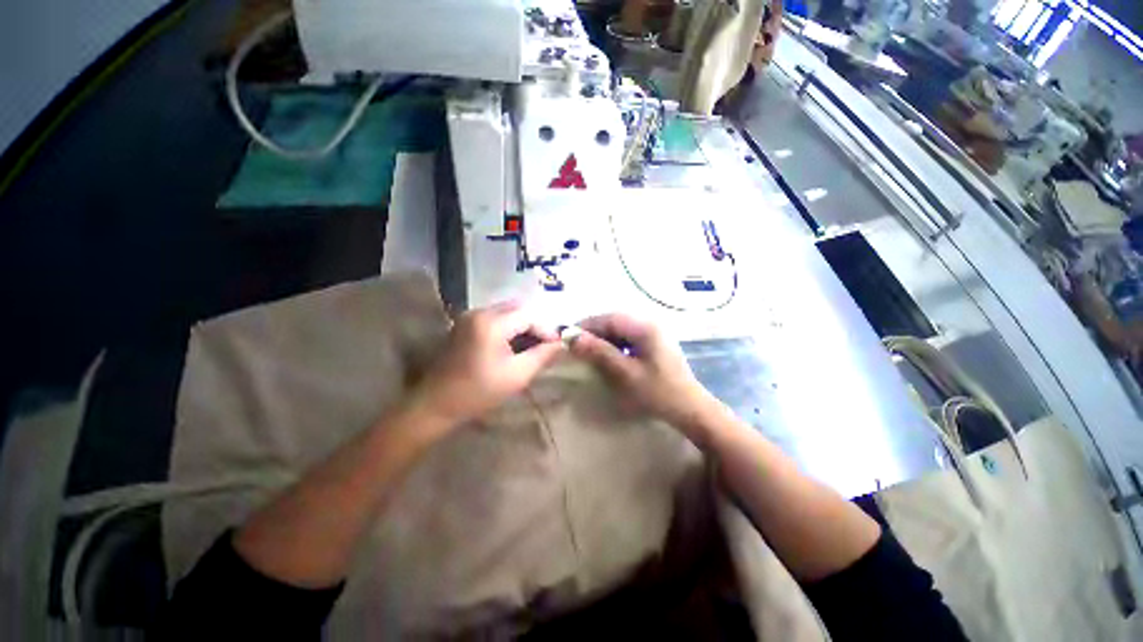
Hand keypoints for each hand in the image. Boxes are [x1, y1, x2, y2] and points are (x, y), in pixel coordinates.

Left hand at [408, 302, 564, 427]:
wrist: (436, 404)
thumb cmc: (478, 392)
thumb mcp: (517, 376)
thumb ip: (542, 356)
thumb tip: (561, 344)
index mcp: (491, 323)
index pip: (529, 315)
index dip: (546, 330)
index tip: (556, 347)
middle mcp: (479, 312)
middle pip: (518, 309)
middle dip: (535, 326)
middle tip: (544, 347)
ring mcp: (469, 316)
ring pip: (507, 312)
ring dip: (522, 326)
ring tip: (531, 348)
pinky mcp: (464, 324)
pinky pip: (495, 318)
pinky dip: (508, 328)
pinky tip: (512, 346)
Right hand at [570, 314, 721, 437]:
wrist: (690, 409)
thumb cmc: (657, 391)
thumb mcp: (624, 372)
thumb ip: (598, 352)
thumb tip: (571, 336)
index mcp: (644, 327)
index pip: (608, 318)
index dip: (586, 325)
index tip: (568, 336)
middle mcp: (649, 324)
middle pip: (614, 321)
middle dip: (594, 332)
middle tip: (575, 345)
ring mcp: (653, 334)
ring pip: (620, 330)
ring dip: (603, 338)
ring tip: (587, 351)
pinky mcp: (654, 344)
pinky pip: (628, 338)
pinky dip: (614, 345)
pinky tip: (607, 356)